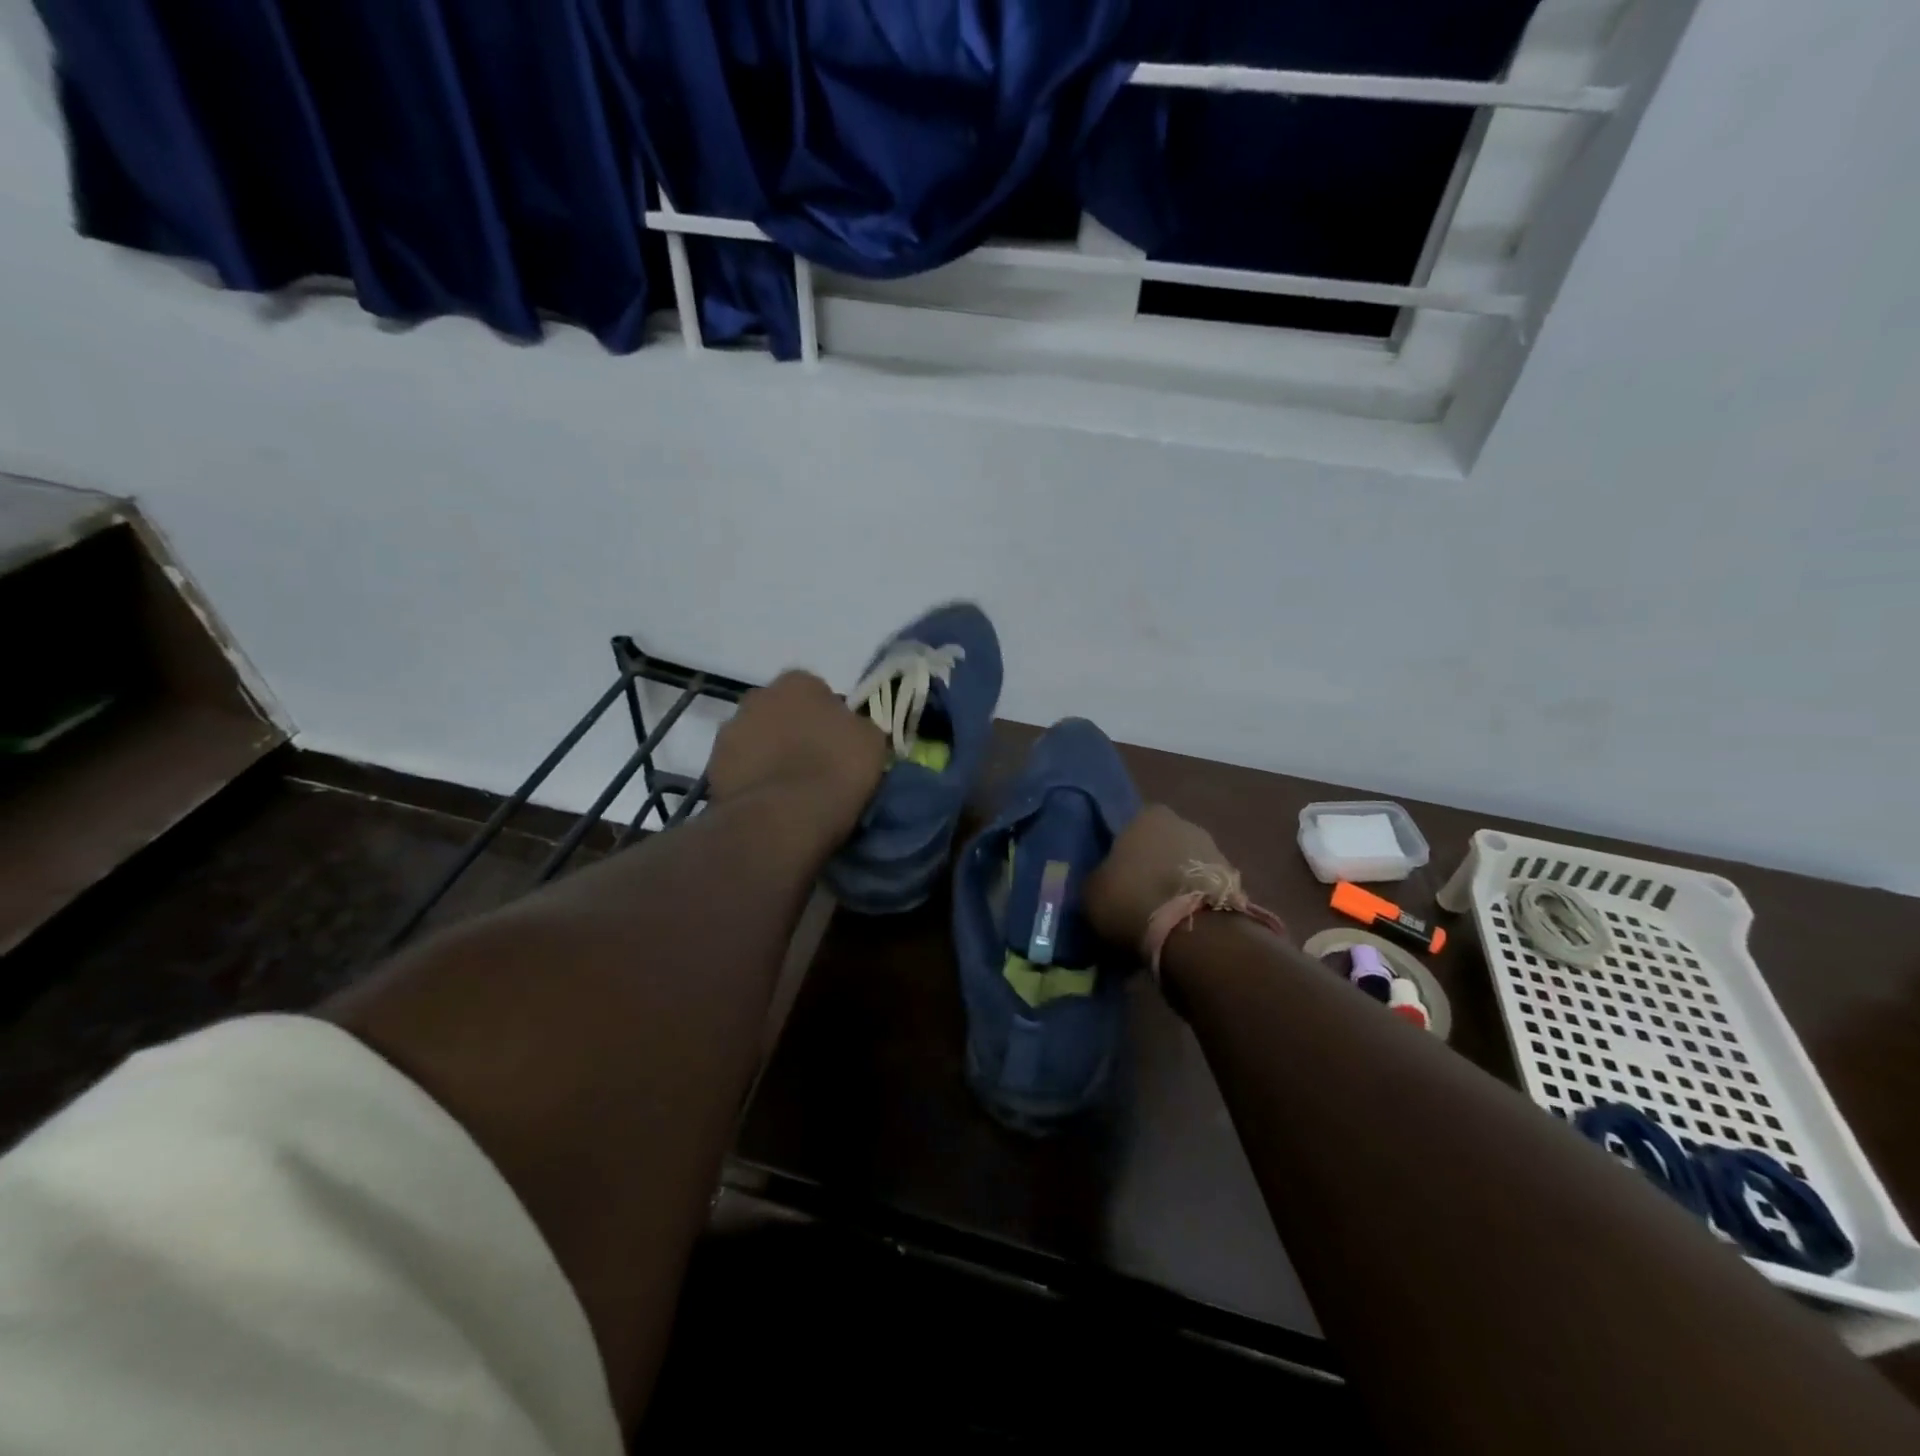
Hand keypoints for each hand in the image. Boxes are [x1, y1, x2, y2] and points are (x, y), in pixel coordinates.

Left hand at [707, 670, 888, 838]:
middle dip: (793, 731)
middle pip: (780, 712)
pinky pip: (740, 770)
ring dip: (769, 755)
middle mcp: (757, 697)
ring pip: (756, 740)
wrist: (783, 818)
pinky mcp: (712, 769)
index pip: (817, 692)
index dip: (829, 718)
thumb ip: (857, 726)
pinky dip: (752, 781)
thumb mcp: (872, 741)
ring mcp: (729, 732)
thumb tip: (850, 730)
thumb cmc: (835, 769)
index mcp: (797, 682)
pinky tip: (770, 803)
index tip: (839, 744)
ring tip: (790, 790)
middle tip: (814, 764)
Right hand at [1085, 804, 1228, 952]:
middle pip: (1162, 844)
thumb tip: (1104, 881)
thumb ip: (1099, 877)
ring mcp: (1215, 851)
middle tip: (1138, 897)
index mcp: (1147, 816)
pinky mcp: (1235, 882)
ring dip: (1177, 884)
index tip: (1117, 878)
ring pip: (1186, 866)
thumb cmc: (1132, 898)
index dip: (1123, 854)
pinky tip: (1183, 925)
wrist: (1191, 932)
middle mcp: (1185, 823)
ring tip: (1162, 916)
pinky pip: (1205, 889)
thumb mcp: (1093, 890)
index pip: (1130, 828)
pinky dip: (1195, 902)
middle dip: (1154, 866)